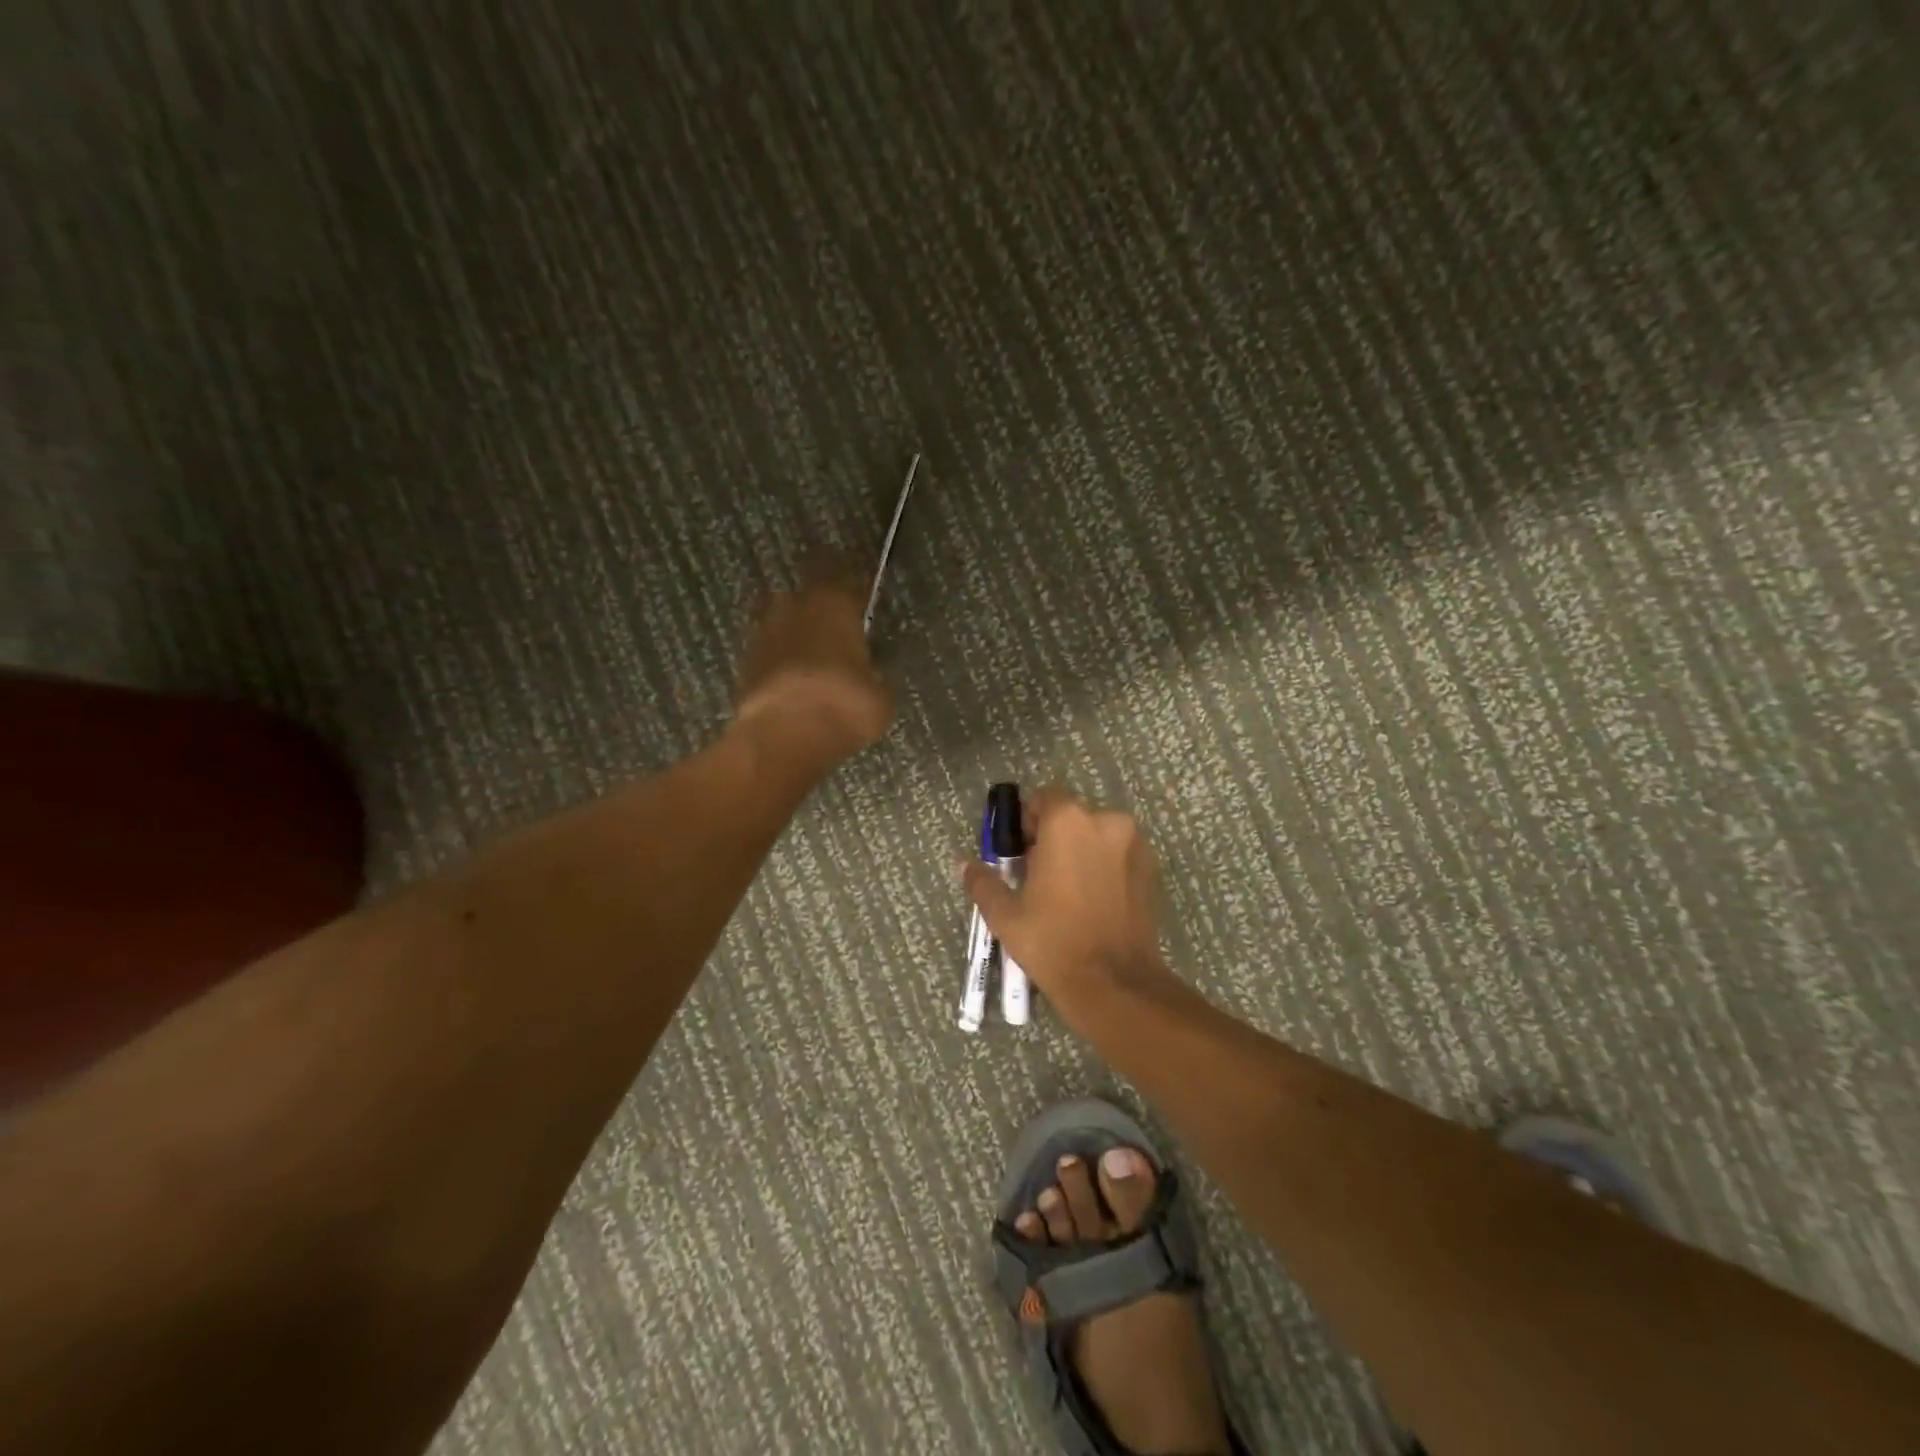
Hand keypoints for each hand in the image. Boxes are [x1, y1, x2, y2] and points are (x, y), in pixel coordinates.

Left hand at [733, 561, 893, 760]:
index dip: (852, 586)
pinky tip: (791, 684)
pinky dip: (777, 664)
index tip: (859, 597)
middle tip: (831, 633)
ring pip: (780, 622)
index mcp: (835, 603)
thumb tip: (871, 677)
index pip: (845, 576)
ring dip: (792, 636)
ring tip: (809, 662)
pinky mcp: (742, 663)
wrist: (784, 736)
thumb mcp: (879, 696)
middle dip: (815, 610)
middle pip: (804, 595)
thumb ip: (874, 677)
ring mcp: (763, 633)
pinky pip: (766, 653)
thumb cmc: (845, 706)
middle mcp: (795, 607)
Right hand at [959, 787, 1171, 1015]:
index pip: (1043, 798)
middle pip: (1071, 816)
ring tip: (1066, 892)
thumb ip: (983, 882)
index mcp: (1068, 821)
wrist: (1115, 984)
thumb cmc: (1053, 941)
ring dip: (1080, 851)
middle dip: (1053, 837)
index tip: (1019, 854)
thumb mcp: (1006, 914)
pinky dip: (1103, 867)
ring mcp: (1134, 844)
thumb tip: (964, 864)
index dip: (1027, 823)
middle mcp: (1106, 821)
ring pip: (1096, 835)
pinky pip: (1117, 855)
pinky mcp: (1150, 869)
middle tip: (1038, 876)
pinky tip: (1091, 902)